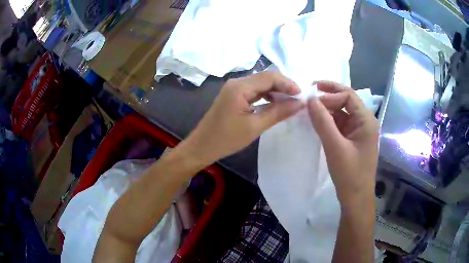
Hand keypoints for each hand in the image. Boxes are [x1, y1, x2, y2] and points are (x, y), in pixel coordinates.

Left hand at [184, 72, 304, 164]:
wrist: (202, 146)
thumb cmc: (226, 139)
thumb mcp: (255, 126)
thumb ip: (278, 112)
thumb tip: (299, 103)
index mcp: (240, 87)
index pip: (270, 77)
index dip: (288, 83)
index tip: (301, 95)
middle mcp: (237, 82)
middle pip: (265, 77)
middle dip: (283, 86)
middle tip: (298, 99)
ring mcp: (234, 88)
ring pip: (260, 83)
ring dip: (276, 91)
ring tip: (289, 102)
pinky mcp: (233, 95)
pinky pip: (254, 91)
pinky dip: (266, 95)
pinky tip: (275, 104)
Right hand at [307, 81, 378, 207]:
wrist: (356, 198)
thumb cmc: (349, 174)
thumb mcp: (335, 147)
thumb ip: (323, 121)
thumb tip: (310, 99)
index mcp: (366, 120)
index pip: (348, 96)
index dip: (330, 93)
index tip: (312, 100)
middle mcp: (365, 122)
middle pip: (346, 101)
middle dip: (328, 98)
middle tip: (308, 99)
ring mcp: (359, 131)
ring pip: (343, 112)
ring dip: (327, 109)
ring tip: (310, 111)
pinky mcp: (353, 139)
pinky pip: (341, 124)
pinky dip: (329, 121)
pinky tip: (318, 123)